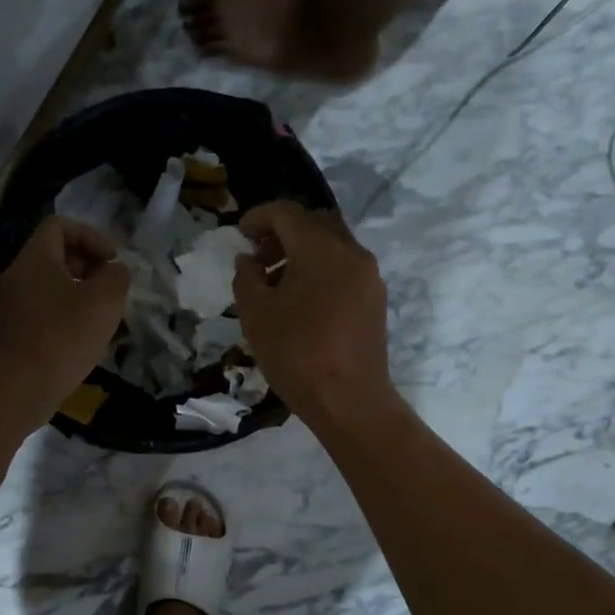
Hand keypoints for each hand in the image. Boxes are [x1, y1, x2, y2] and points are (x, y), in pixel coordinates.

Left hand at [0, 214, 129, 414]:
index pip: (60, 226)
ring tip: (104, 316)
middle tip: (111, 289)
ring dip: (80, 294)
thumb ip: (116, 277)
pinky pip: (44, 311)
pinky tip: (85, 339)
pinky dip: (66, 316)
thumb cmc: (64, 337)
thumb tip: (115, 270)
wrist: (21, 388)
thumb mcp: (104, 301)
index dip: (91, 236)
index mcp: (34, 260)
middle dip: (88, 266)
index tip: (112, 261)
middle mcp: (17, 276)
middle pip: (55, 256)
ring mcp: (12, 306)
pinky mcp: (13, 332)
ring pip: (51, 286)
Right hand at [232, 201, 395, 429]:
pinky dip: (320, 268)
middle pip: (315, 223)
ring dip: (302, 250)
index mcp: (321, 249)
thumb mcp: (256, 314)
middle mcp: (352, 252)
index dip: (259, 217)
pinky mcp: (375, 299)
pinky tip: (300, 298)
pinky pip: (345, 267)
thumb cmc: (296, 354)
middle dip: (283, 231)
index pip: (287, 214)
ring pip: (333, 245)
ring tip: (275, 280)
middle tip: (258, 253)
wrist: (349, 400)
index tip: (239, 232)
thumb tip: (249, 260)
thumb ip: (247, 278)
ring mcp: (369, 276)